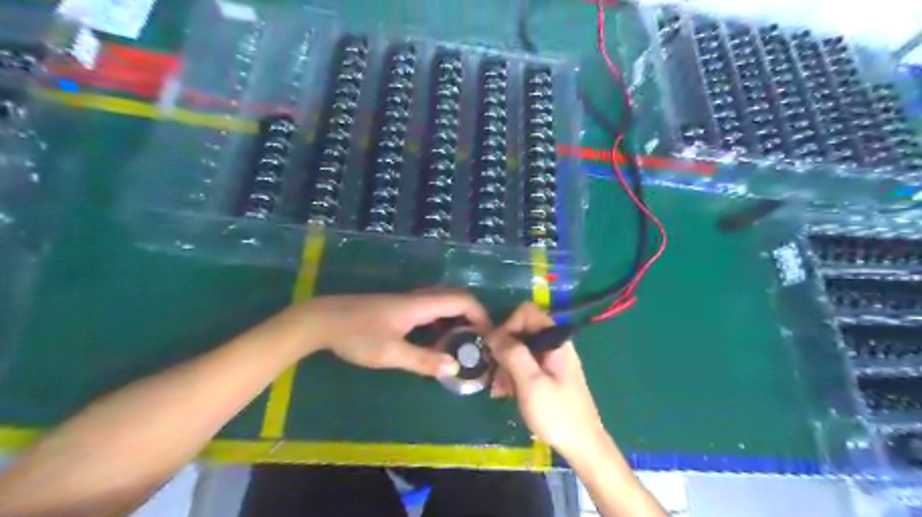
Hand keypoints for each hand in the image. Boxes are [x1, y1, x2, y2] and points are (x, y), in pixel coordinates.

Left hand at [281, 290, 493, 375]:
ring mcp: (407, 300)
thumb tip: (455, 366)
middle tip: (480, 340)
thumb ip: (423, 360)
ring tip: (464, 341)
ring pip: (443, 301)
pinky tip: (437, 337)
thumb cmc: (357, 335)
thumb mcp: (390, 353)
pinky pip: (431, 308)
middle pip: (455, 297)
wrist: (322, 320)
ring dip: (458, 317)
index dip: (481, 315)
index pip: (462, 301)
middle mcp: (418, 298)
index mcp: (421, 305)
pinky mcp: (398, 307)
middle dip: (473, 315)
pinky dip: (443, 319)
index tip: (489, 336)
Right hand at [485, 303, 609, 460]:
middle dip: (504, 349)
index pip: (526, 313)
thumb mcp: (530, 383)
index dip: (507, 326)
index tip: (496, 349)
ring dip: (505, 365)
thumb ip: (512, 353)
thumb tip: (492, 333)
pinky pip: (526, 364)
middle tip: (495, 375)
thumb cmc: (557, 413)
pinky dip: (513, 374)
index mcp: (555, 340)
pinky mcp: (548, 374)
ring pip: (521, 348)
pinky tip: (506, 393)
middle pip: (521, 331)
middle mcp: (554, 344)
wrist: (583, 446)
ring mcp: (552, 359)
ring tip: (499, 389)